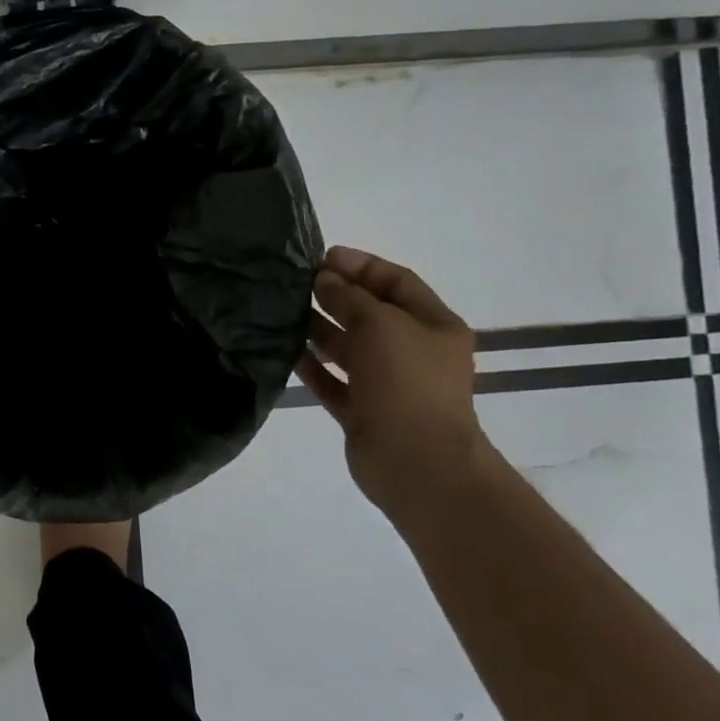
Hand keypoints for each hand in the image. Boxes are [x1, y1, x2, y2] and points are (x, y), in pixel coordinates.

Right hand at [296, 246, 484, 512]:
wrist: (416, 463)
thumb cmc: (405, 382)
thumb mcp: (379, 324)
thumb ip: (349, 297)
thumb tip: (324, 280)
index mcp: (433, 326)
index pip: (397, 282)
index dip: (362, 266)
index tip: (323, 257)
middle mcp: (413, 352)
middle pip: (371, 314)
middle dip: (337, 296)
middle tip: (298, 284)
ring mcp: (389, 385)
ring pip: (350, 348)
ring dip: (321, 330)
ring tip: (285, 314)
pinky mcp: (365, 412)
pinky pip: (336, 382)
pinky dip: (315, 368)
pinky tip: (289, 353)